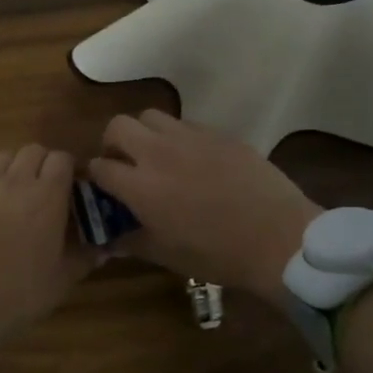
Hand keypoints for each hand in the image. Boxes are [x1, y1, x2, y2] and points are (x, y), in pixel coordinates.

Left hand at [0, 145, 98, 346]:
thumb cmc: (20, 295)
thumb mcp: (63, 280)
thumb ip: (86, 257)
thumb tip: (106, 247)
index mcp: (46, 197)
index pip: (61, 159)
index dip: (68, 169)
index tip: (70, 187)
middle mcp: (13, 182)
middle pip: (31, 151)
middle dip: (41, 164)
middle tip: (43, 188)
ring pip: (1, 159)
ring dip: (12, 170)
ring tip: (13, 194)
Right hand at [87, 111, 320, 308]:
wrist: (278, 237)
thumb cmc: (217, 254)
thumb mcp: (167, 256)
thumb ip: (133, 242)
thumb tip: (111, 240)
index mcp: (140, 186)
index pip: (99, 167)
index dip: (94, 177)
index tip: (102, 188)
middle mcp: (158, 153)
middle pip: (118, 126)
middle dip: (112, 143)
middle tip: (124, 163)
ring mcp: (190, 138)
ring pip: (151, 116)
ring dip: (145, 133)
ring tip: (157, 155)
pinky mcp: (219, 133)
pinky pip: (186, 124)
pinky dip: (178, 137)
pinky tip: (193, 159)